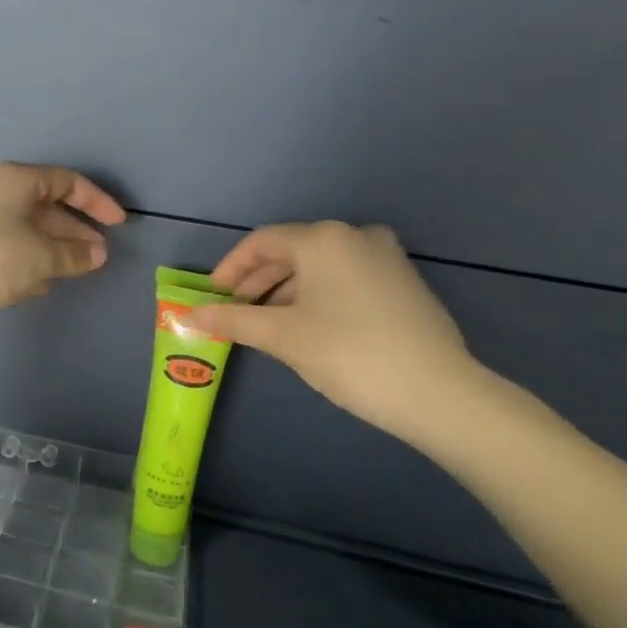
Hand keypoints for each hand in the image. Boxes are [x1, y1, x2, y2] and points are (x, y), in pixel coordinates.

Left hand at [0, 163, 126, 333]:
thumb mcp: (39, 258)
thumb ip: (74, 255)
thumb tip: (98, 253)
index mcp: (17, 181)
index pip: (68, 181)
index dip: (98, 201)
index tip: (120, 225)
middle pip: (48, 204)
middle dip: (76, 230)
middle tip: (100, 255)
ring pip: (29, 228)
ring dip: (54, 248)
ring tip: (77, 271)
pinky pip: (10, 245)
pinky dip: (30, 260)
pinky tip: (42, 284)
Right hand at [190, 222, 483, 443]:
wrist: (436, 391)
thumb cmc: (348, 353)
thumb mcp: (282, 336)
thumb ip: (232, 320)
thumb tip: (190, 314)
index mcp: (324, 239)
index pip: (261, 242)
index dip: (229, 269)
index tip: (210, 297)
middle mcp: (355, 236)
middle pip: (290, 252)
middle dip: (256, 282)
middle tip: (232, 313)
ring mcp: (385, 257)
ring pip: (318, 267)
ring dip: (284, 291)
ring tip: (263, 325)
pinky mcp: (402, 282)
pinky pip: (344, 278)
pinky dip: (316, 296)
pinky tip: (305, 326)